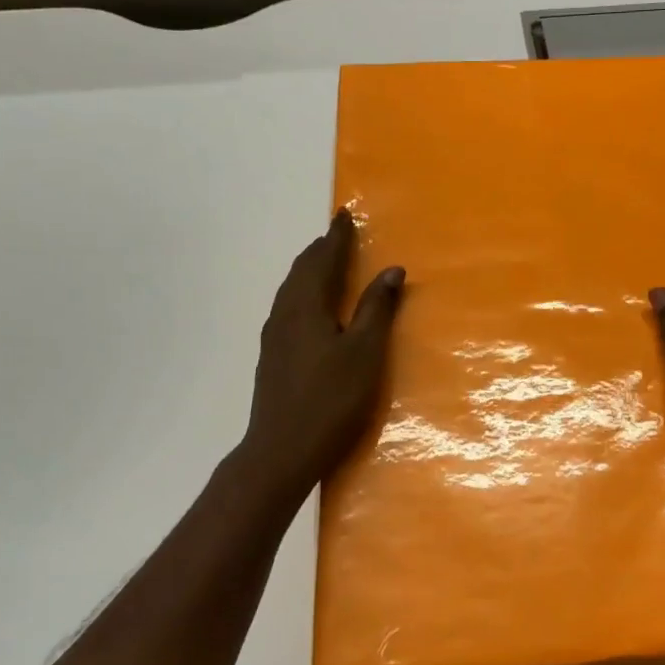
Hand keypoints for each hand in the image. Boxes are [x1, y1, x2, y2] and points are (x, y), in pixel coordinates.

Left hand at [239, 209, 404, 500]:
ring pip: (291, 289)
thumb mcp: (365, 353)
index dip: (337, 237)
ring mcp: (274, 336)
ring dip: (310, 270)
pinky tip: (310, 308)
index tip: (346, 215)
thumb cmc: (331, 399)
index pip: (323, 259)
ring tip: (326, 263)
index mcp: (307, 306)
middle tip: (338, 235)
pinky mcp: (272, 356)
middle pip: (302, 270)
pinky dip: (303, 292)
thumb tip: (392, 269)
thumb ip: (377, 309)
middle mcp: (285, 313)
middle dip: (321, 249)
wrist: (281, 450)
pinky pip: (288, 307)